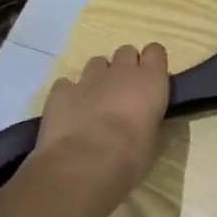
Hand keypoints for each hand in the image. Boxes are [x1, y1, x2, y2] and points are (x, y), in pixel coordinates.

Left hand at [32, 43, 170, 209]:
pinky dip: (70, 93)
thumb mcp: (155, 143)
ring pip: (97, 63)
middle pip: (126, 51)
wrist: (84, 164)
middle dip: (126, 66)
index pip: (156, 51)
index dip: (153, 62)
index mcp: (150, 81)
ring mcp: (88, 78)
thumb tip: (150, 123)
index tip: (152, 79)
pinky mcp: (60, 90)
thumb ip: (154, 123)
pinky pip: (67, 83)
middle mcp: (120, 71)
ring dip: (99, 77)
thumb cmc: (131, 156)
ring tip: (97, 101)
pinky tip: (71, 112)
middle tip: (125, 91)